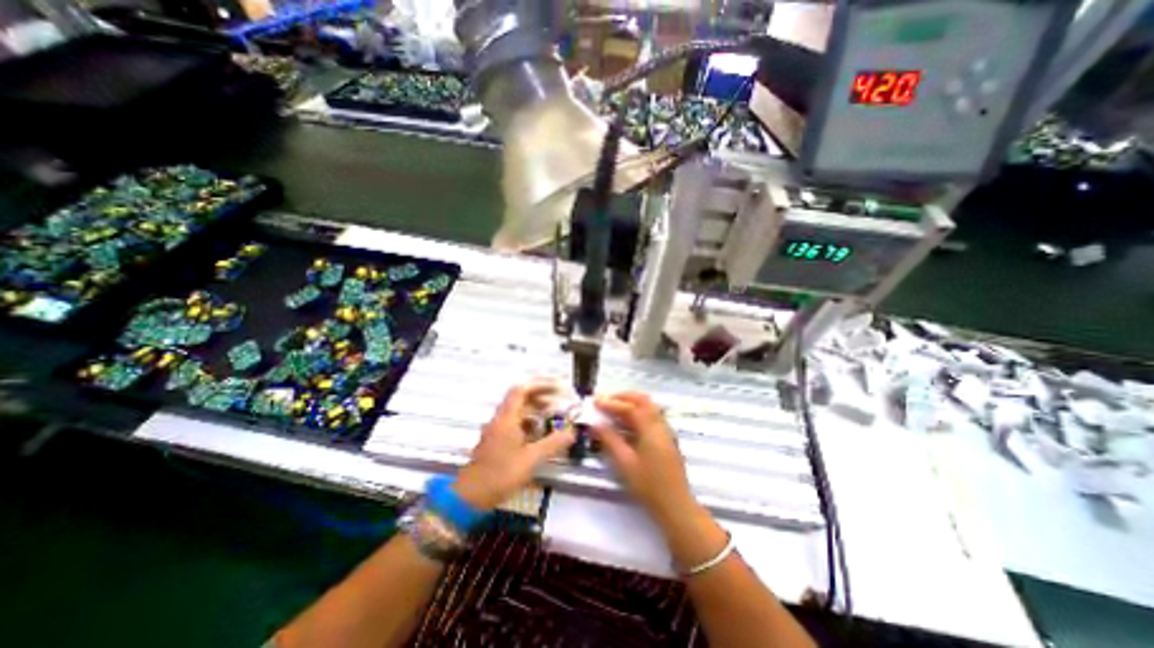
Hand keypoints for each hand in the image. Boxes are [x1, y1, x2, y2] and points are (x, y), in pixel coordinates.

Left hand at [454, 380, 573, 510]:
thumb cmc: (501, 474)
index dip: (540, 385)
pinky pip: (514, 424)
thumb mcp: (531, 459)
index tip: (557, 388)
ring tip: (553, 418)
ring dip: (535, 411)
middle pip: (520, 400)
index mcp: (506, 418)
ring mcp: (496, 430)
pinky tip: (539, 435)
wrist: (470, 496)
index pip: (522, 390)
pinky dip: (529, 424)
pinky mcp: (496, 441)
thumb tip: (572, 432)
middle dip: (541, 398)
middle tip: (559, 404)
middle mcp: (500, 419)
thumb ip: (553, 443)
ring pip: (517, 412)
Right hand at [595, 391, 693, 526]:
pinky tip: (625, 423)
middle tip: (605, 400)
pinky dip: (637, 412)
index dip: (611, 403)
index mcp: (651, 429)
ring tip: (612, 408)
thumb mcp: (625, 463)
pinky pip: (651, 416)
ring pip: (648, 407)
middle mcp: (661, 424)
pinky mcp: (666, 438)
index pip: (630, 407)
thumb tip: (595, 423)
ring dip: (630, 403)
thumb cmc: (648, 486)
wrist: (676, 506)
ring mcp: (666, 431)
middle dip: (623, 396)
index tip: (595, 401)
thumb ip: (610, 440)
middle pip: (643, 400)